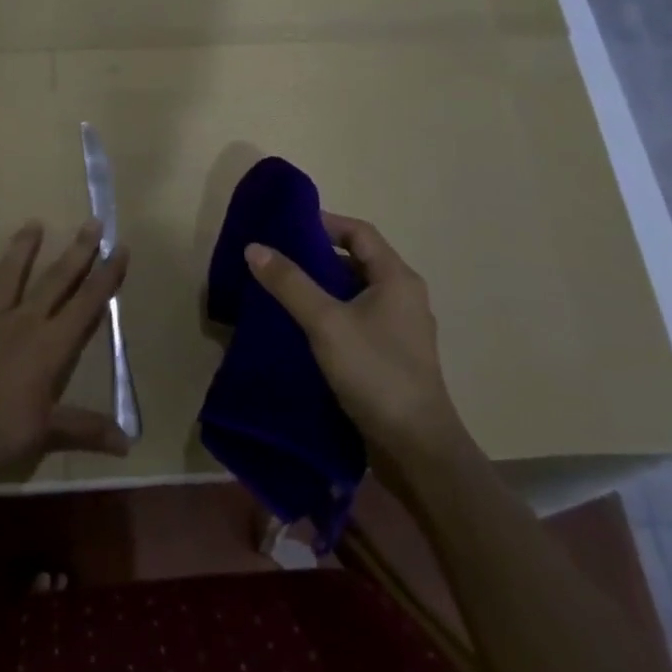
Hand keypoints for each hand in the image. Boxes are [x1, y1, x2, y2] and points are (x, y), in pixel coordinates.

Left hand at [0, 221, 131, 487]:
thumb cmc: (6, 431)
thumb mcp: (52, 432)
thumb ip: (88, 429)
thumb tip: (128, 443)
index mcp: (51, 344)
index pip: (86, 303)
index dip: (106, 276)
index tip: (119, 248)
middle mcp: (24, 322)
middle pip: (55, 280)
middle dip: (77, 251)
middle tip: (91, 223)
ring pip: (9, 276)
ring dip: (22, 249)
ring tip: (32, 223)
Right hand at [245, 214, 467, 458]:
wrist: (416, 448)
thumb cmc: (376, 373)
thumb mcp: (326, 322)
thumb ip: (290, 283)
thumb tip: (254, 247)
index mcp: (396, 279)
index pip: (358, 232)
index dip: (324, 223)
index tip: (285, 227)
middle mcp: (403, 297)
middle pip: (356, 262)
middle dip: (315, 257)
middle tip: (274, 259)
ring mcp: (398, 329)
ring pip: (353, 294)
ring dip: (319, 289)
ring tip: (279, 292)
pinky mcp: (389, 357)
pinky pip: (355, 322)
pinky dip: (328, 316)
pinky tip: (299, 329)